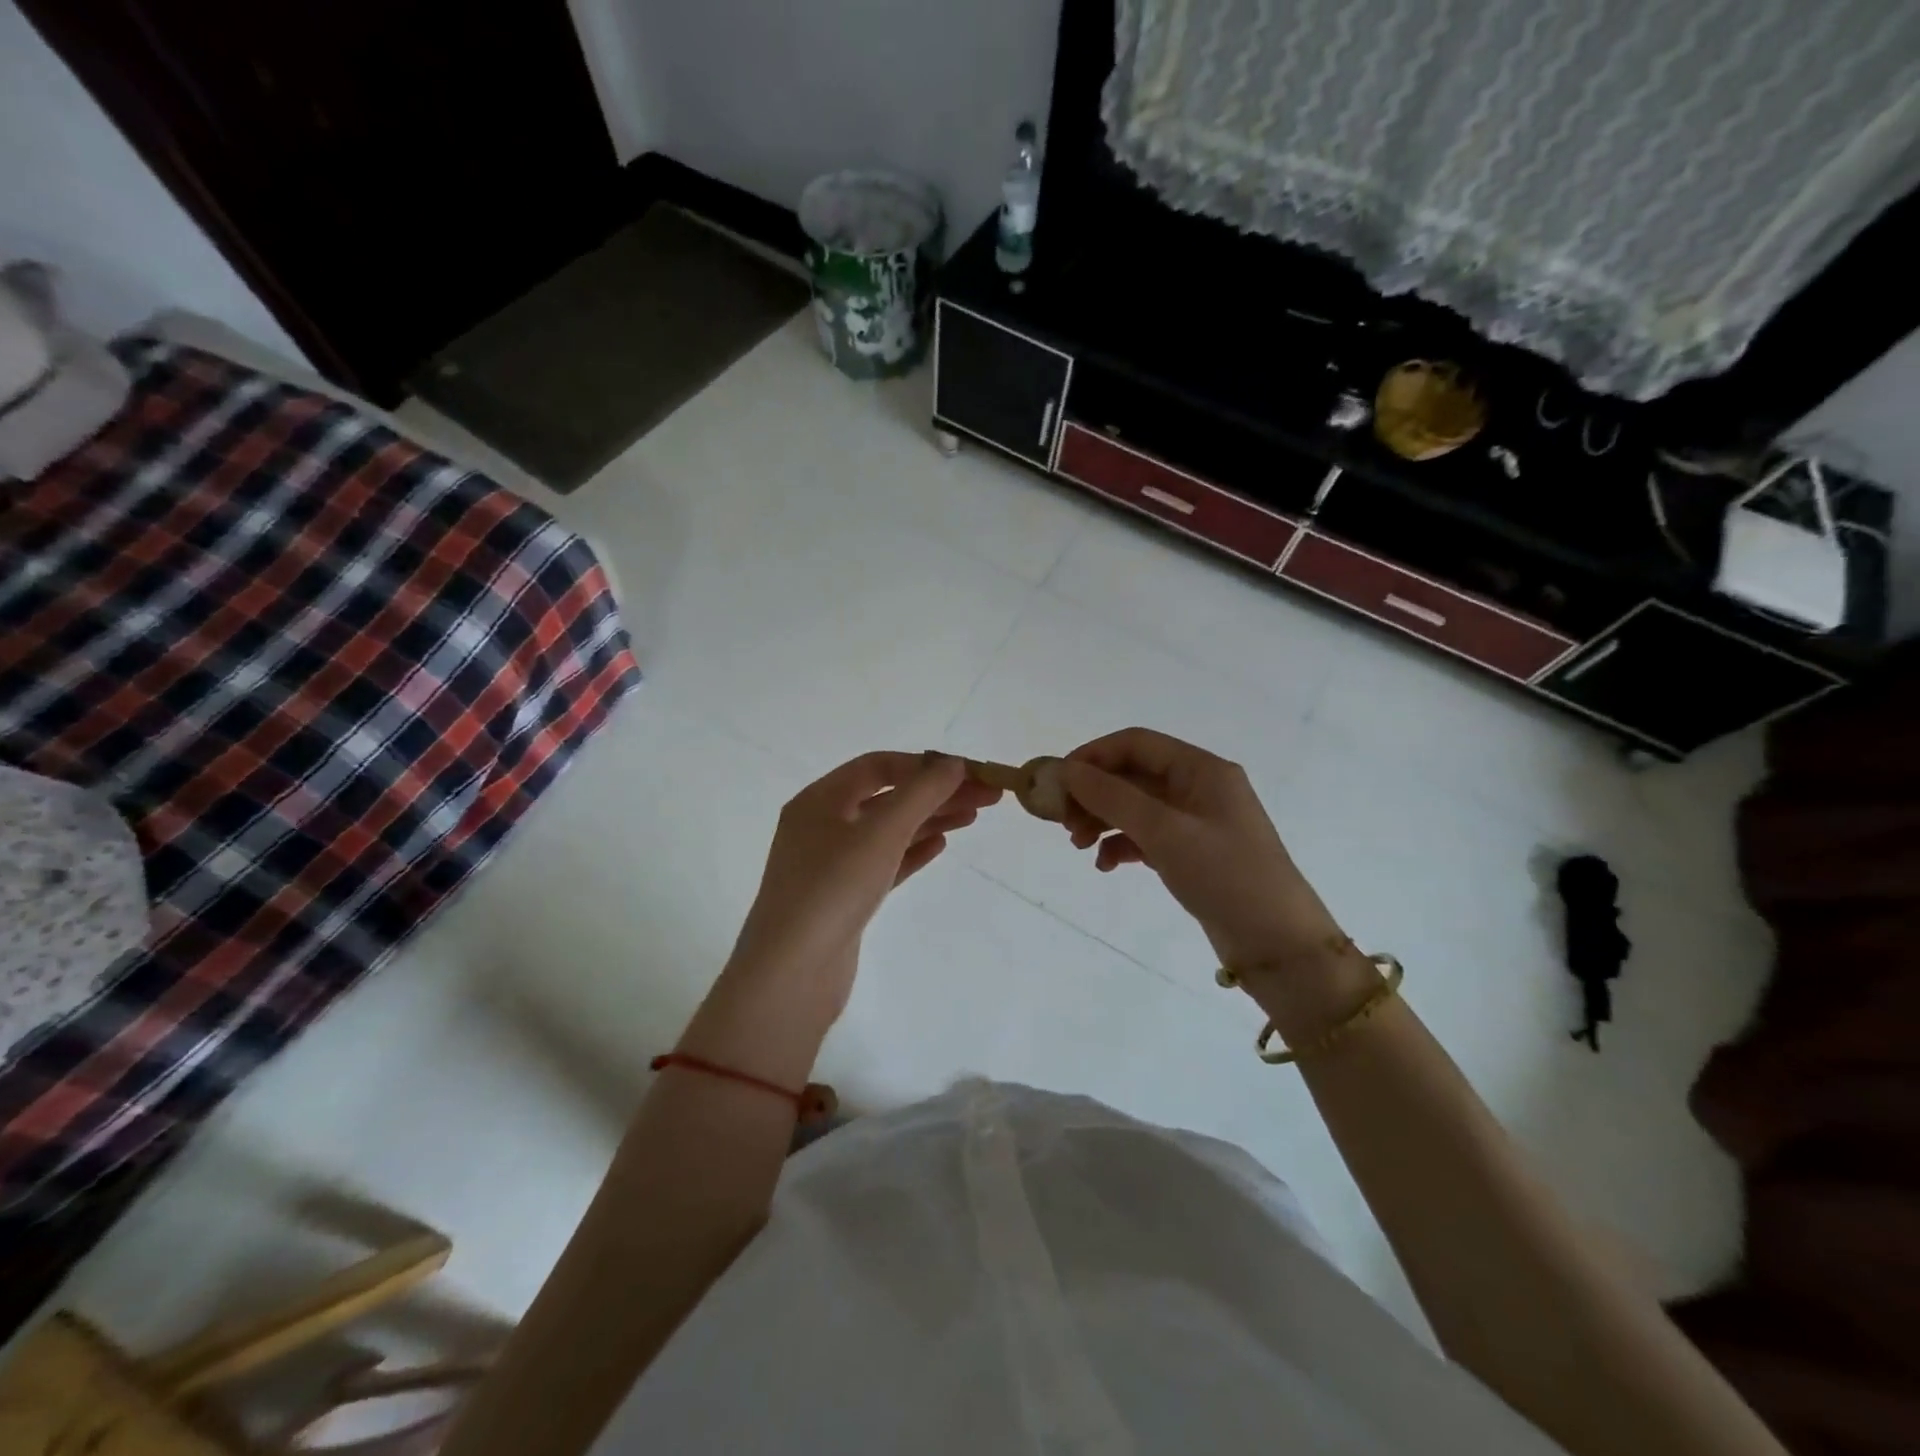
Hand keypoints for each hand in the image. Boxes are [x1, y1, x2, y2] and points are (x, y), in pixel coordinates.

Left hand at [724, 751, 999, 1016]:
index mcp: (820, 800)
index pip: (878, 766)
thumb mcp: (881, 832)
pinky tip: (941, 845)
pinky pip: (884, 862)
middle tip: (986, 797)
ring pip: (888, 831)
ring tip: (972, 817)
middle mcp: (822, 825)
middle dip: (936, 793)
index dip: (925, 765)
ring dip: (929, 819)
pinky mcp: (843, 898)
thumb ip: (921, 793)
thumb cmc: (833, 889)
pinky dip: (912, 850)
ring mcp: (830, 864)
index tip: (969, 773)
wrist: (791, 975)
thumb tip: (954, 764)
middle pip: (887, 797)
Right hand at [1054, 728, 1343, 969]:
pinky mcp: (1191, 852)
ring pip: (1135, 806)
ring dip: (1102, 820)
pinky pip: (1145, 836)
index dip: (1093, 756)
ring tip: (1077, 846)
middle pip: (1132, 775)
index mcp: (1201, 769)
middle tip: (1063, 822)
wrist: (1278, 945)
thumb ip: (1113, 798)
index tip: (1058, 781)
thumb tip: (1068, 770)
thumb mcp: (1165, 832)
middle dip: (1094, 794)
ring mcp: (1195, 821)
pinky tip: (1104, 865)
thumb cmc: (1225, 875)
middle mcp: (1198, 787)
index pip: (1136, 743)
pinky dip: (1121, 845)